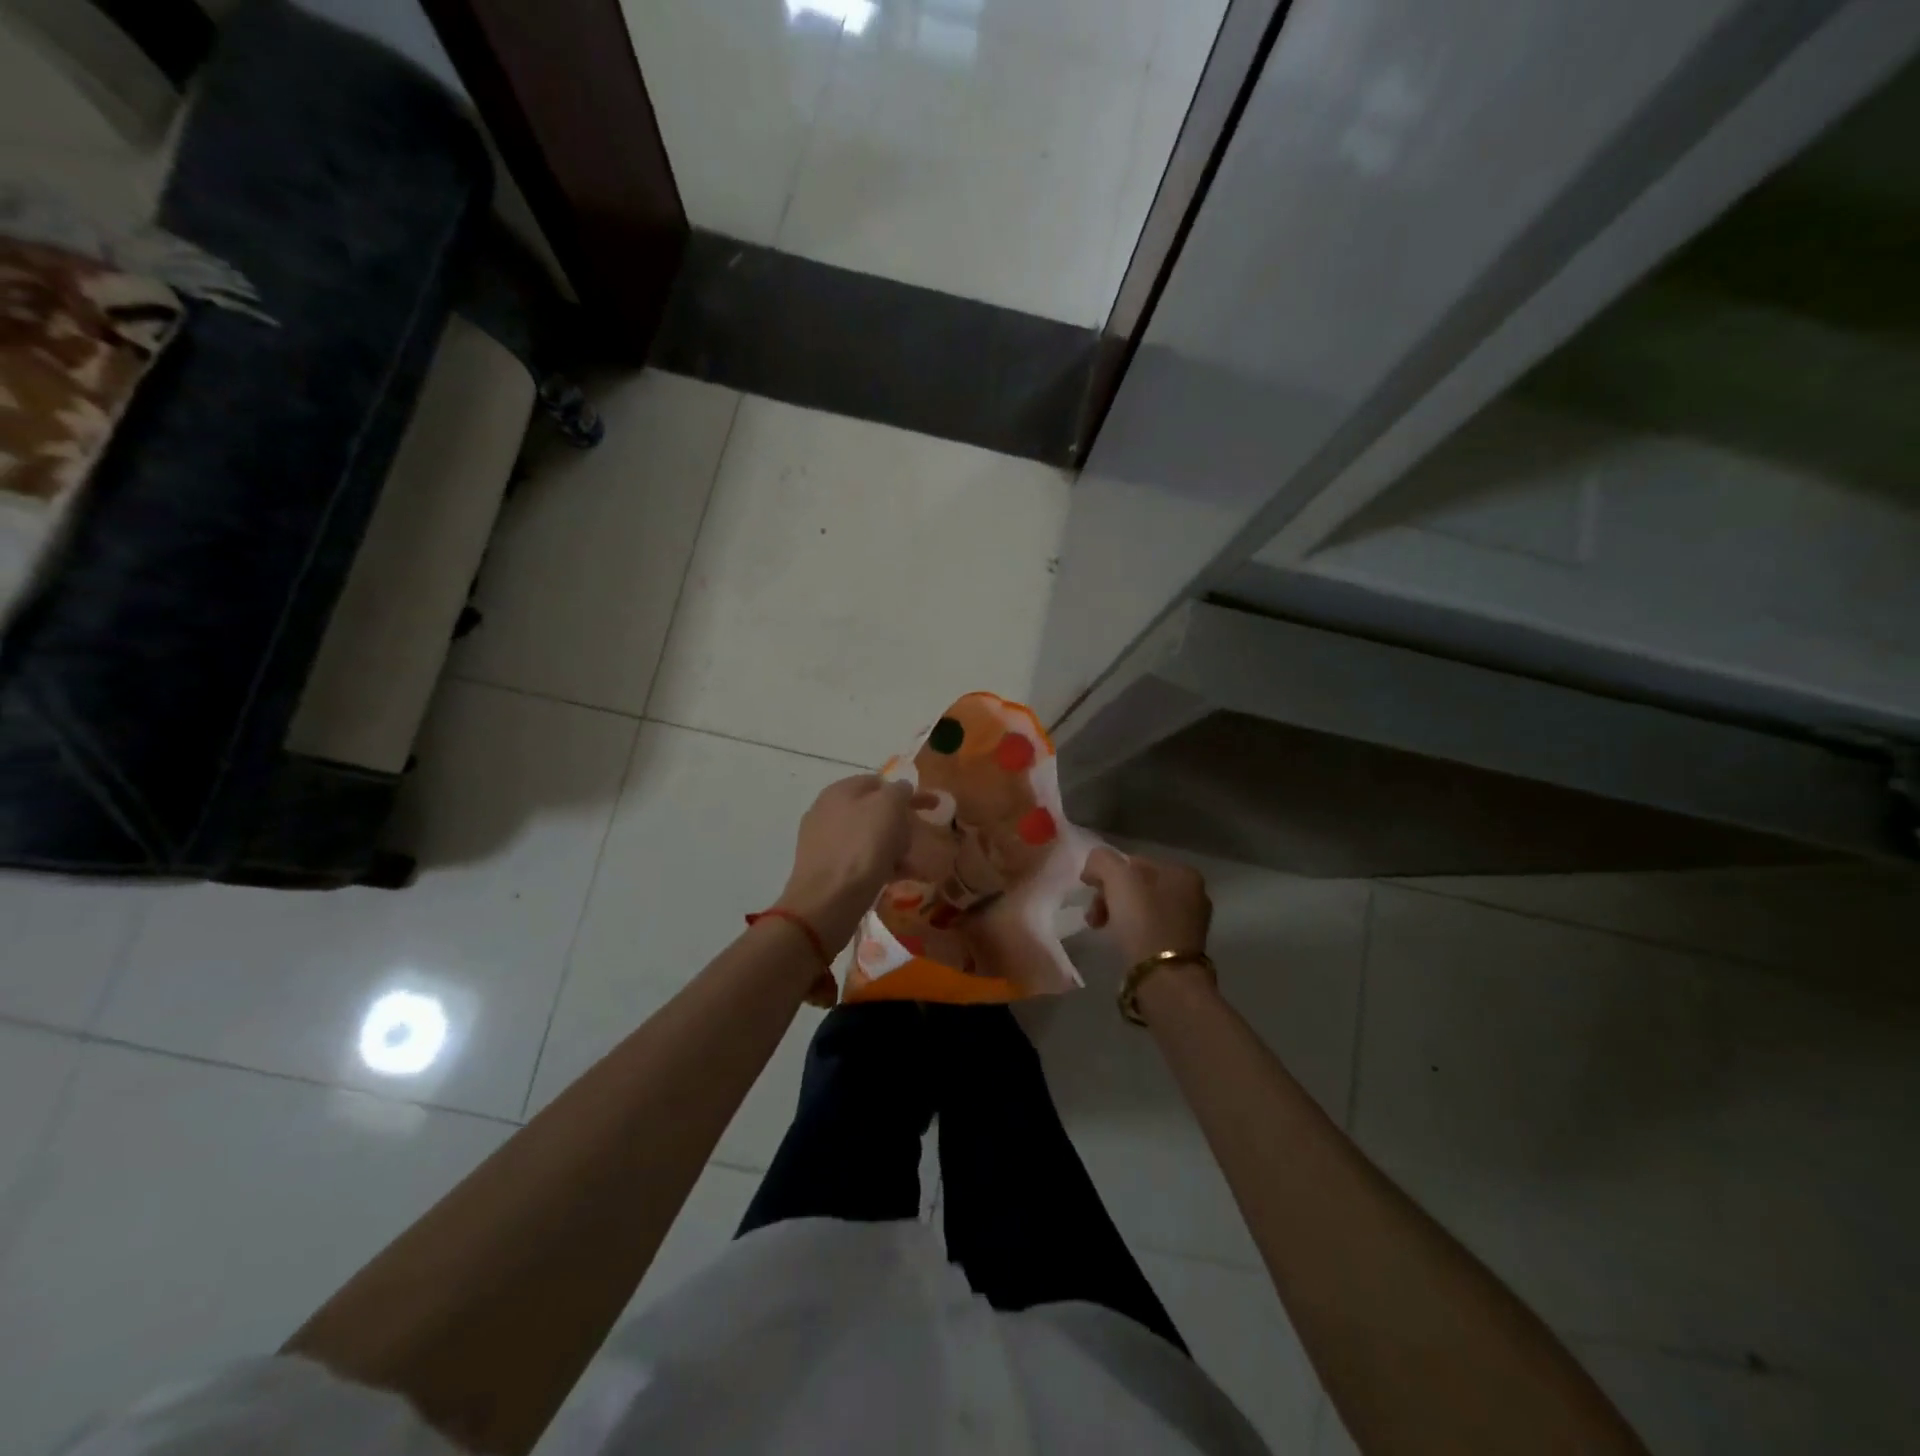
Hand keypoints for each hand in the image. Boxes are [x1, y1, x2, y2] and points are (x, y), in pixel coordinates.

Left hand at [779, 776, 926, 950]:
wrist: (827, 901)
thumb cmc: (861, 847)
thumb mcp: (888, 807)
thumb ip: (899, 790)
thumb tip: (901, 789)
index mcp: (840, 791)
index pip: (878, 782)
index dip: (906, 792)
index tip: (929, 807)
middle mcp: (828, 812)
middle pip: (874, 811)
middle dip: (902, 822)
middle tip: (923, 836)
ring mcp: (825, 842)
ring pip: (869, 838)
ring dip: (895, 846)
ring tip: (917, 863)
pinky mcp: (827, 870)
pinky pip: (862, 861)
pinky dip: (882, 865)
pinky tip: (899, 878)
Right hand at [1080, 847, 1211, 966]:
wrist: (1164, 978)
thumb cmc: (1143, 921)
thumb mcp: (1117, 878)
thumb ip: (1101, 860)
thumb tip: (1093, 868)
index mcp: (1182, 872)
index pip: (1134, 862)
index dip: (1107, 874)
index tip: (1092, 892)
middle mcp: (1193, 894)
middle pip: (1137, 886)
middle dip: (1110, 897)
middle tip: (1094, 916)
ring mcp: (1190, 923)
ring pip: (1141, 908)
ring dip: (1117, 914)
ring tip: (1101, 929)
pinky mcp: (1182, 948)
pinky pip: (1149, 930)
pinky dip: (1132, 933)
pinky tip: (1123, 943)